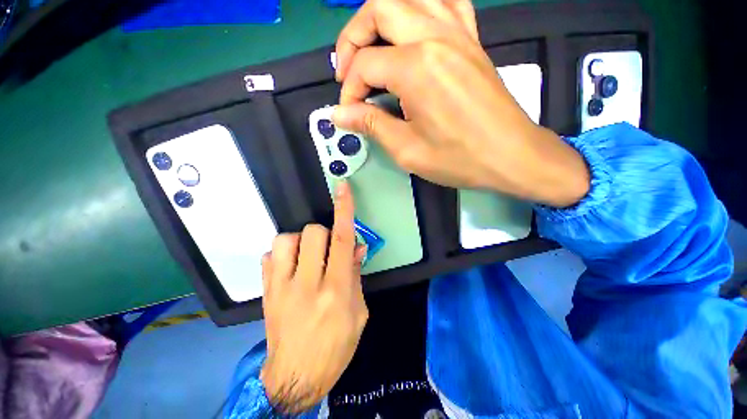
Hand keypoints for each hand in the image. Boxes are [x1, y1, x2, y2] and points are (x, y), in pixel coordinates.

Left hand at [260, 182, 367, 413]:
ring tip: (307, 256)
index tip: (342, 188)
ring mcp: (281, 287)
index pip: (341, 240)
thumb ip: (356, 275)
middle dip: (323, 232)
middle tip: (327, 250)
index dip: (344, 211)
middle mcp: (308, 284)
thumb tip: (357, 247)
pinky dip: (283, 254)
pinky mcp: (266, 292)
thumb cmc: (336, 347)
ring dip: (301, 241)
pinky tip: (291, 267)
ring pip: (286, 239)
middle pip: (312, 233)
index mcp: (336, 290)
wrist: (296, 377)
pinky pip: (269, 256)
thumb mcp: (359, 313)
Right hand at [333, 0, 588, 207]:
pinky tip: (412, 33)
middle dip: (352, 38)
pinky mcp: (471, 40)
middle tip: (348, 71)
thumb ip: (371, 125)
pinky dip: (419, 9)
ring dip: (381, 18)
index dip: (349, 90)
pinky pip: (444, 3)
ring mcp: (458, 32)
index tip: (349, 113)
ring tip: (372, 49)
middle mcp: (435, 36)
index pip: (364, 65)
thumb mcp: (407, 150)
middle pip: (379, 8)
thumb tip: (339, 114)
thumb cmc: (458, 159)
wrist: (510, 156)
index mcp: (416, 68)